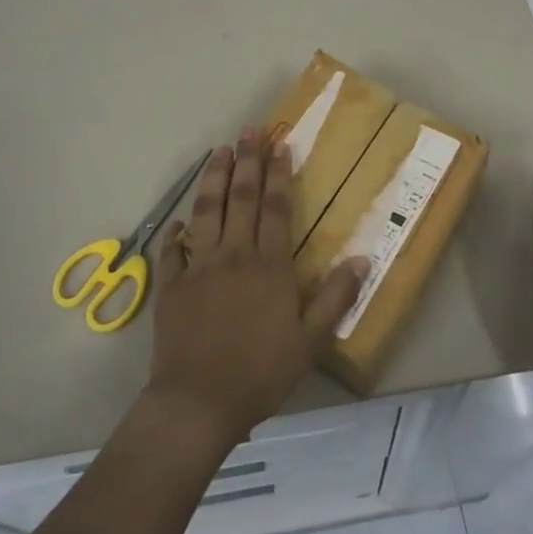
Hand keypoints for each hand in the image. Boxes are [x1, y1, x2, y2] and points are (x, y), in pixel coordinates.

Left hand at [145, 128, 368, 447]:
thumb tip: (360, 258)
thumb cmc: (260, 373)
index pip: (275, 208)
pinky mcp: (172, 285)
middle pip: (241, 198)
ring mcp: (198, 267)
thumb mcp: (310, 342)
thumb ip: (334, 298)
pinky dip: (176, 230)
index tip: (279, 144)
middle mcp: (233, 255)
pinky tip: (180, 218)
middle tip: (249, 131)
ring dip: (213, 178)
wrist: (198, 402)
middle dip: (247, 161)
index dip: (278, 174)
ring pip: (206, 211)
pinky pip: (173, 249)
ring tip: (219, 152)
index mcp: (268, 266)